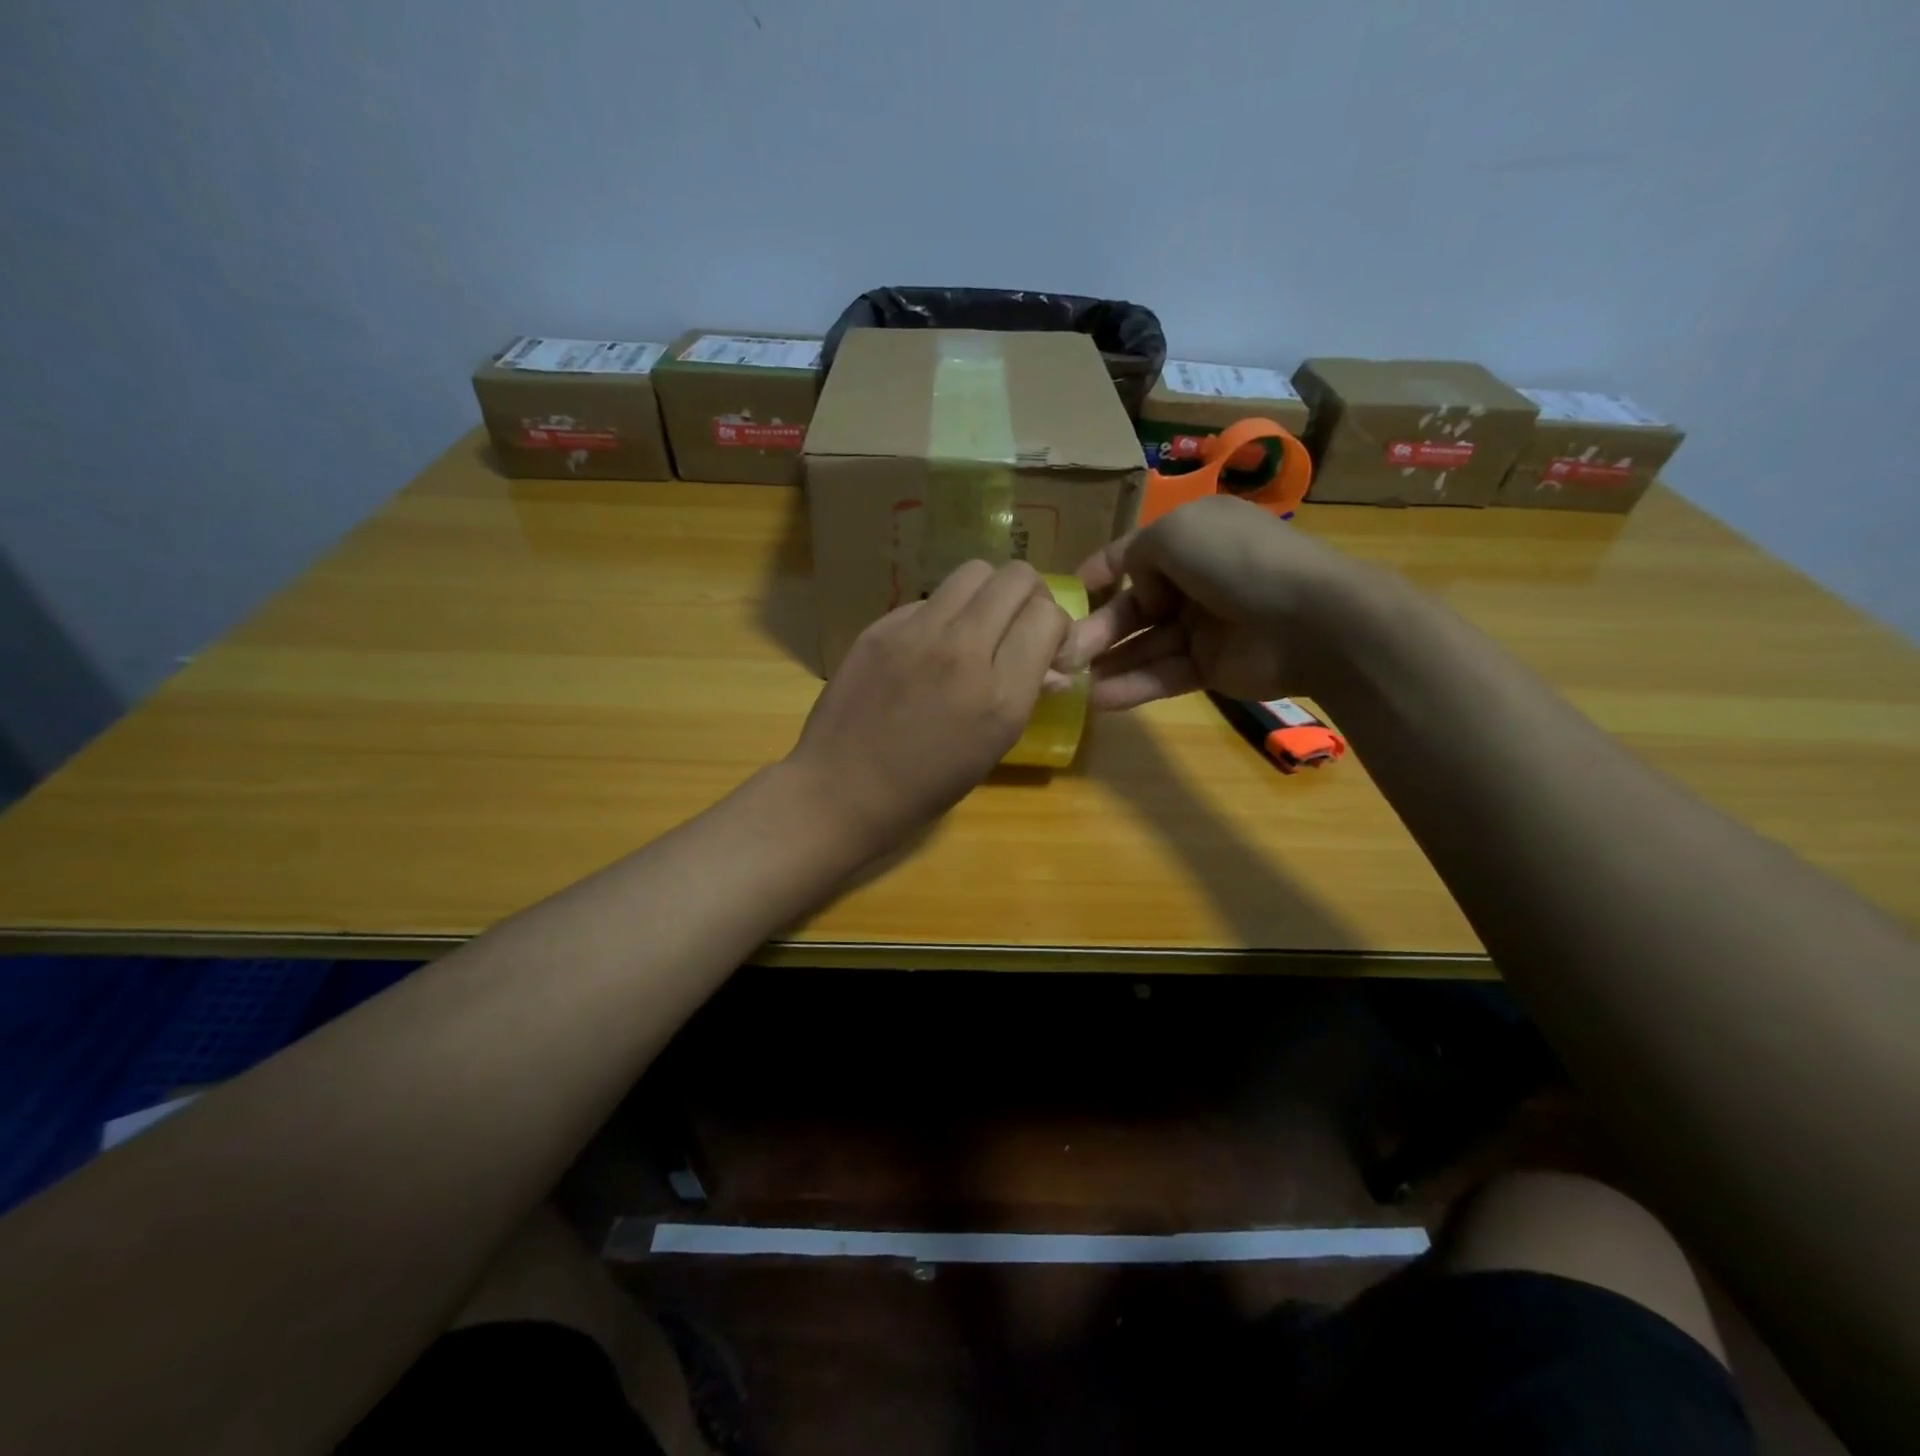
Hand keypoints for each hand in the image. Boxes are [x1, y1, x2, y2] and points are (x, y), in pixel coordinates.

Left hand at [787, 560, 1071, 855]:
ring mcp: (917, 633)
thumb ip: (1026, 696)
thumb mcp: (992, 749)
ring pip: (973, 572)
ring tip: (978, 626)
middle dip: (1029, 596)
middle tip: (1018, 624)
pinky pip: (928, 599)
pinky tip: (929, 646)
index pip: (1047, 616)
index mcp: (999, 695)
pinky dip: (943, 614)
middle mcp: (962, 651)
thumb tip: (1054, 668)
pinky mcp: (881, 627)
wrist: (843, 790)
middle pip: (1015, 578)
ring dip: (988, 593)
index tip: (1046, 646)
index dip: (1056, 626)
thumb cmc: (926, 786)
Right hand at [1059, 495, 1358, 709]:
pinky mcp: (1212, 668)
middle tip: (1061, 651)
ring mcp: (1205, 626)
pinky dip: (1134, 686)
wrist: (1311, 619)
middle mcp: (1196, 580)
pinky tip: (1100, 700)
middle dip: (1097, 628)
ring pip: (1145, 645)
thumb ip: (1137, 554)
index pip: (1136, 555)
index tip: (1067, 593)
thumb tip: (1139, 591)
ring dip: (1108, 662)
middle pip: (1134, 606)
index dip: (1101, 571)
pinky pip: (1165, 675)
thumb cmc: (1236, 561)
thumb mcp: (1175, 533)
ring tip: (1068, 680)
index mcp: (1192, 539)